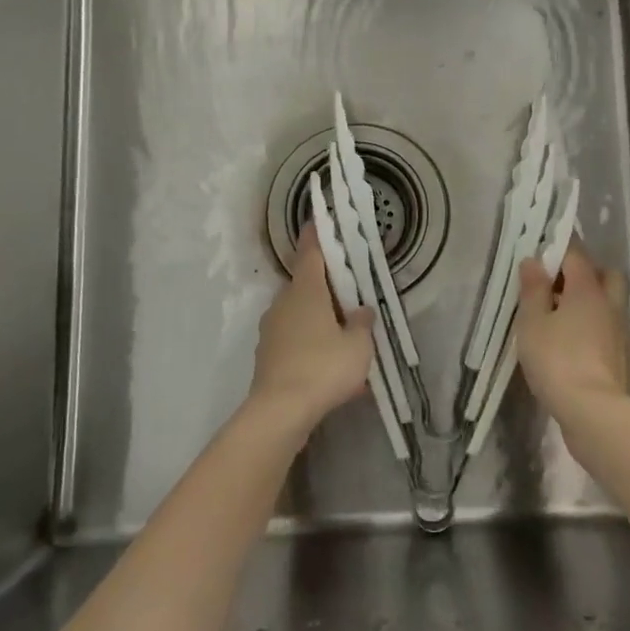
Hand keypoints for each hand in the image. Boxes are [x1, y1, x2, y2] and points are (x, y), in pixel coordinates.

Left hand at [249, 224, 374, 437]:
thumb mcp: (358, 346)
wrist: (279, 411)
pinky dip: (310, 344)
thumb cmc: (323, 367)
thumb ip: (362, 324)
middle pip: (305, 285)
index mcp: (306, 291)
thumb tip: (361, 311)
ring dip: (318, 318)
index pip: (311, 252)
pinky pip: (293, 340)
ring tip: (343, 335)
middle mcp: (283, 303)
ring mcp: (271, 329)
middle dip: (325, 285)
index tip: (318, 219)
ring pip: (299, 314)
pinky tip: (329, 366)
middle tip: (348, 290)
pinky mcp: (267, 355)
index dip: (316, 234)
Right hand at [517, 242, 629, 423]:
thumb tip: (533, 260)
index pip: (576, 254)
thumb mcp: (532, 322)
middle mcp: (608, 303)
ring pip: (607, 301)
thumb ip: (533, 290)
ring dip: (588, 300)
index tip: (540, 250)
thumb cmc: (556, 360)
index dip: (558, 248)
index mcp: (587, 288)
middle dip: (583, 272)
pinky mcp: (619, 354)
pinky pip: (606, 326)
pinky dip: (591, 324)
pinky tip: (570, 339)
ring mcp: (618, 330)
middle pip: (604, 274)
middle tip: (556, 283)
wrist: (593, 411)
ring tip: (558, 314)